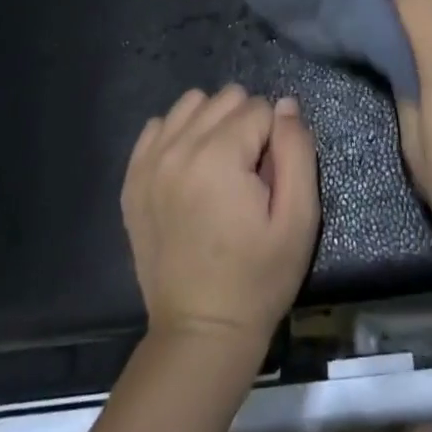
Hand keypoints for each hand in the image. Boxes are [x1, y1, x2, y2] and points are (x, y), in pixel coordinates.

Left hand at [121, 84, 319, 348]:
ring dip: (213, 123)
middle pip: (226, 98)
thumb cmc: (258, 279)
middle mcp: (178, 148)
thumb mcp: (299, 220)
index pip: (261, 108)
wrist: (201, 333)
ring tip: (221, 167)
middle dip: (246, 125)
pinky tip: (191, 169)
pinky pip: (158, 125)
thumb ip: (297, 151)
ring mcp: (149, 162)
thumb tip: (286, 104)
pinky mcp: (132, 179)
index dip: (275, 140)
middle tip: (248, 175)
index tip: (270, 181)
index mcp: (218, 157)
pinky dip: (179, 135)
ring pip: (192, 103)